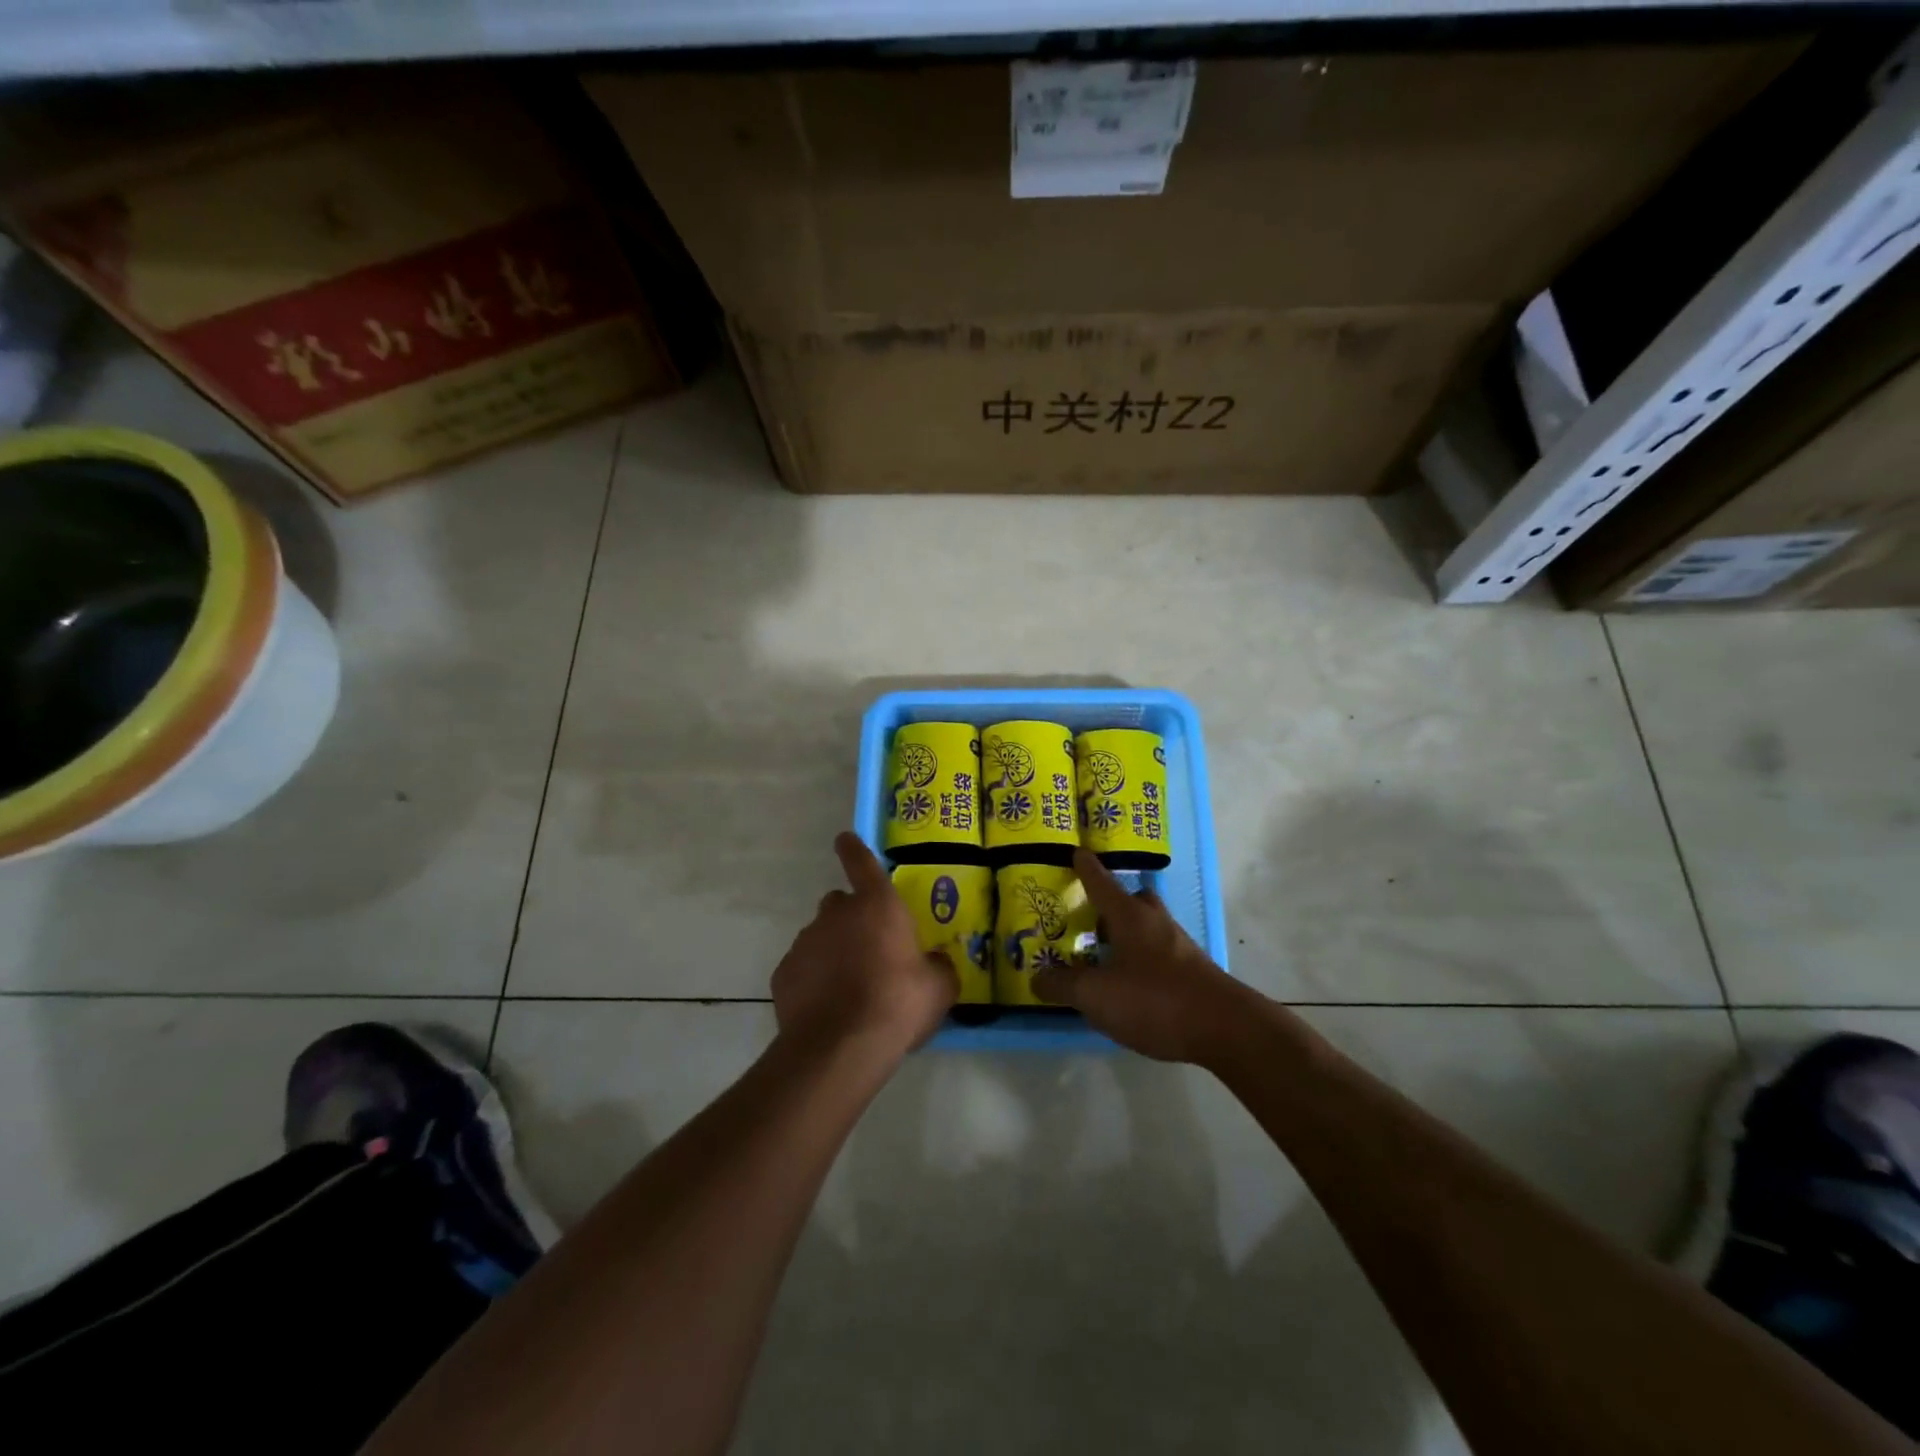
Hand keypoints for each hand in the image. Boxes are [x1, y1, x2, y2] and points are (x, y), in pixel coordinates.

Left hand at [771, 833, 957, 1061]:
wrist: (839, 1048)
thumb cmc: (897, 1004)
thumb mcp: (938, 987)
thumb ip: (938, 966)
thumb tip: (934, 962)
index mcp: (877, 905)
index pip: (861, 862)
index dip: (853, 849)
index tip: (844, 839)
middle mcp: (836, 913)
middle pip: (841, 903)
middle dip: (853, 918)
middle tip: (870, 949)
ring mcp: (805, 942)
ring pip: (821, 936)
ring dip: (834, 951)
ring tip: (850, 987)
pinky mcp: (783, 973)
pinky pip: (803, 968)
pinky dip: (814, 979)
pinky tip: (827, 1007)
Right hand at [1031, 849, 1251, 1063]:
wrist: (1225, 1028)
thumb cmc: (1154, 999)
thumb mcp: (1096, 996)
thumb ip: (1063, 985)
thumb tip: (1037, 977)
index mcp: (1128, 916)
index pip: (1101, 882)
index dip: (1086, 867)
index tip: (1076, 851)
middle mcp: (1155, 922)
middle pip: (1133, 900)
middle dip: (1113, 903)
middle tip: (1091, 915)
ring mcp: (1179, 947)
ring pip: (1148, 927)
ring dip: (1128, 934)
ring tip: (1105, 956)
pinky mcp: (1194, 972)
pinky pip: (1160, 954)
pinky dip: (1142, 961)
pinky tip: (1131, 986)